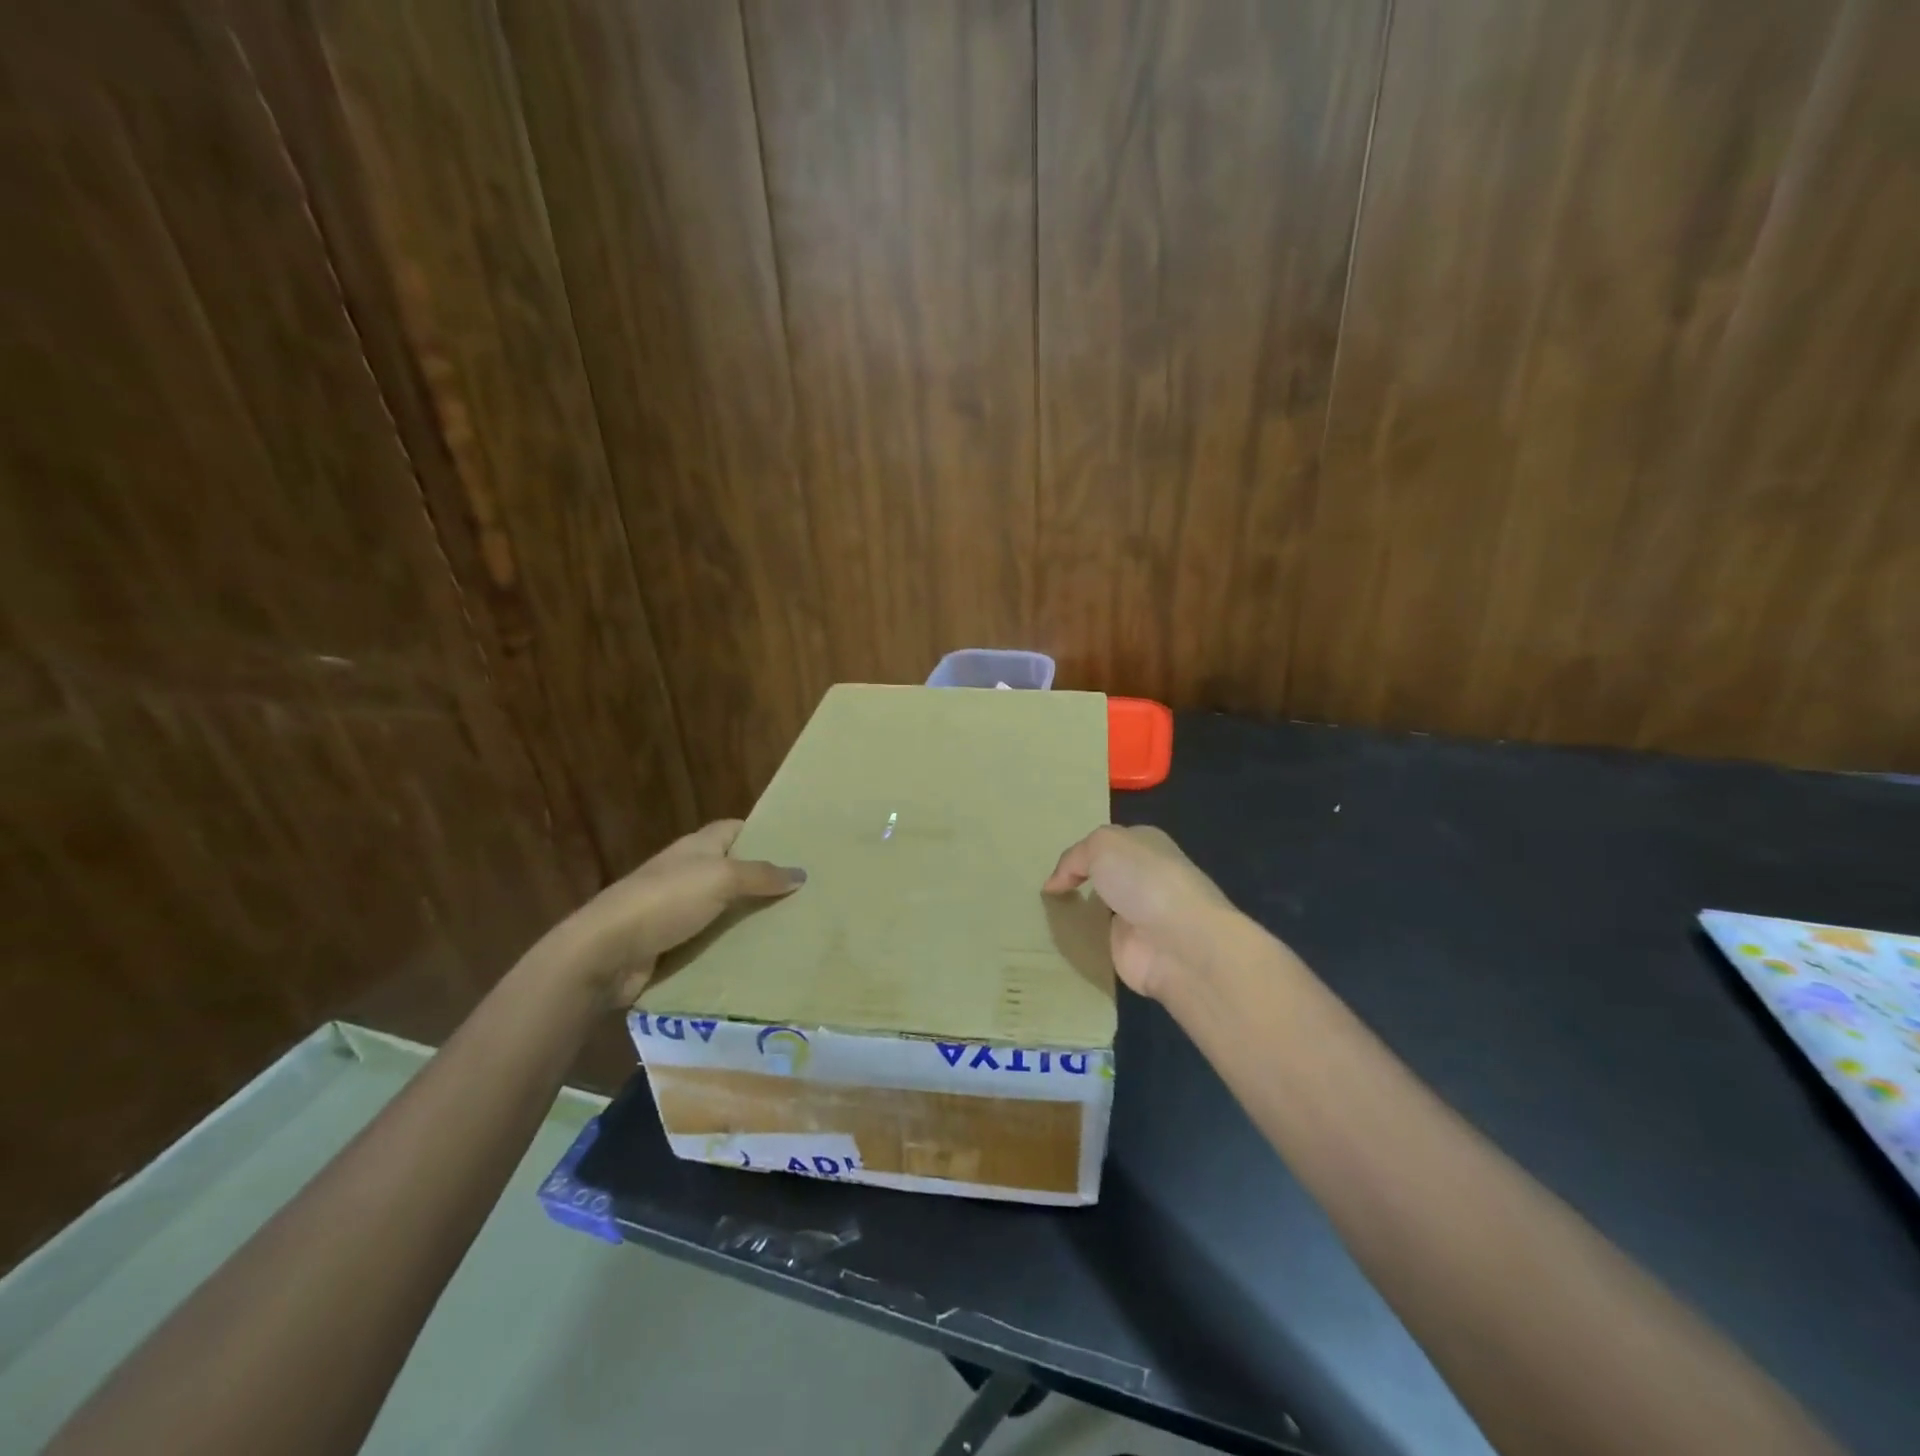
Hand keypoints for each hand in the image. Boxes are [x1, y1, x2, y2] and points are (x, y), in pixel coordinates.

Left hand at [545, 819, 803, 1005]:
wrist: (606, 951)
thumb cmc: (665, 901)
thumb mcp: (721, 878)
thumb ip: (761, 875)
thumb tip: (801, 872)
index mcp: (696, 847)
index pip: (735, 829)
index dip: (763, 833)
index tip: (796, 847)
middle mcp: (686, 873)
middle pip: (732, 870)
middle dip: (763, 880)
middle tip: (805, 893)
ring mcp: (676, 909)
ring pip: (723, 909)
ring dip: (748, 918)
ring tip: (792, 926)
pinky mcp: (670, 944)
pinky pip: (709, 941)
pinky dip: (730, 947)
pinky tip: (759, 956)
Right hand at [1043, 825, 1240, 1000]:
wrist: (1178, 941)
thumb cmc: (1143, 878)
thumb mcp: (1102, 845)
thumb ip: (1074, 858)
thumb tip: (1054, 884)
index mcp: (1146, 845)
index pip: (1108, 845)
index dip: (1081, 853)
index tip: (1054, 867)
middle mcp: (1144, 879)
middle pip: (1103, 877)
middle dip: (1077, 882)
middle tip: (1044, 890)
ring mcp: (1139, 916)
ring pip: (1098, 909)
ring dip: (1077, 913)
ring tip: (1042, 914)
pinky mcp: (1130, 950)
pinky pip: (1096, 941)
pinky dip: (1079, 941)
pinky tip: (1056, 940)